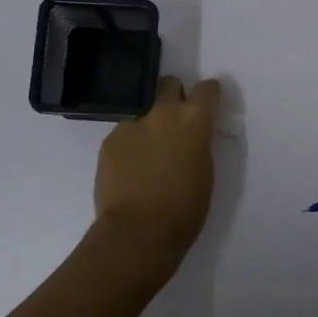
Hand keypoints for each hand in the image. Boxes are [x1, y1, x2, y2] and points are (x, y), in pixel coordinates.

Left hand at [91, 75, 222, 290]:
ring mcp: (132, 124)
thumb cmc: (184, 210)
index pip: (207, 89)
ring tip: (146, 154)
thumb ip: (198, 145)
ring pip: (142, 110)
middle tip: (173, 122)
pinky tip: (128, 169)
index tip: (206, 106)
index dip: (208, 96)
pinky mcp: (109, 140)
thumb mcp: (205, 173)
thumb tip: (189, 139)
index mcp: (194, 121)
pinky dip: (128, 145)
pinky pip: (123, 133)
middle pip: (169, 84)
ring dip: (148, 124)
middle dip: (173, 96)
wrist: (137, 232)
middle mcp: (163, 113)